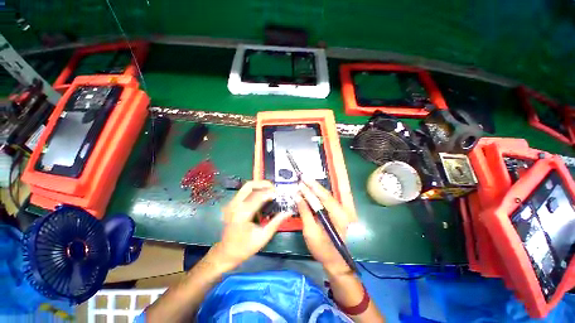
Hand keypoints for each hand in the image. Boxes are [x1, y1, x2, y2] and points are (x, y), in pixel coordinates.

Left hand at [211, 180, 289, 270]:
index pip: (258, 196)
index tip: (280, 194)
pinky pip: (244, 191)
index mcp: (242, 214)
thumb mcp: (263, 237)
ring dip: (259, 185)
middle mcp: (235, 205)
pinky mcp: (231, 204)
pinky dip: (254, 190)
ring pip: (246, 186)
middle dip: (264, 184)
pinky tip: (262, 195)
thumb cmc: (245, 247)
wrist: (226, 252)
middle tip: (274, 189)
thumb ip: (276, 222)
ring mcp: (231, 203)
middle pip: (250, 185)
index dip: (270, 192)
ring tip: (270, 190)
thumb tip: (288, 212)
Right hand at [296, 178, 353, 275]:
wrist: (338, 264)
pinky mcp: (343, 214)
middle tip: (304, 177)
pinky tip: (314, 191)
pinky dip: (322, 195)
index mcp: (341, 218)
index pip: (325, 198)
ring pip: (331, 196)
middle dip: (315, 185)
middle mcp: (347, 212)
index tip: (303, 180)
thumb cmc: (324, 251)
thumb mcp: (311, 233)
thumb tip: (298, 197)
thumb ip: (305, 213)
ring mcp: (347, 212)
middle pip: (329, 194)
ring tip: (307, 182)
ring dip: (318, 189)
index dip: (313, 188)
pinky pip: (332, 201)